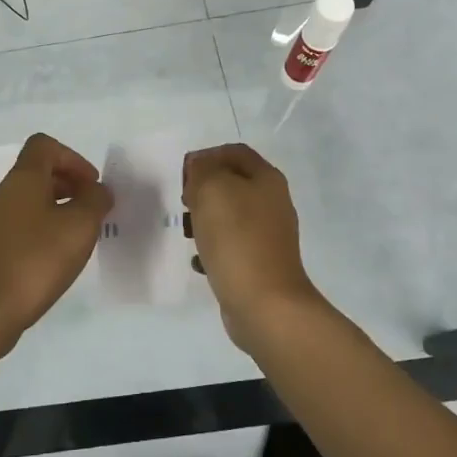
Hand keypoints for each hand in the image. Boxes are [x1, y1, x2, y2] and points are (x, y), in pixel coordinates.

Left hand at [0, 133, 112, 351]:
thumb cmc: (36, 259)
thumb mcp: (80, 226)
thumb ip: (95, 201)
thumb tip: (97, 191)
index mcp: (22, 179)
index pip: (44, 146)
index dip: (73, 158)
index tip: (91, 185)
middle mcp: (2, 194)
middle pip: (37, 173)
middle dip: (69, 185)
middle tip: (91, 211)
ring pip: (28, 202)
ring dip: (56, 210)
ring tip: (77, 238)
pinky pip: (19, 227)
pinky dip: (41, 232)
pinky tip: (55, 260)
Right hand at [183, 143, 324, 351]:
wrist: (265, 304)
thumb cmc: (236, 238)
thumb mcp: (212, 189)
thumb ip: (202, 170)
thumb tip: (200, 168)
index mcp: (266, 179)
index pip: (234, 152)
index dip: (206, 156)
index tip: (183, 176)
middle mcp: (272, 202)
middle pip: (232, 183)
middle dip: (203, 189)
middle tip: (184, 204)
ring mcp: (268, 235)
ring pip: (230, 215)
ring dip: (204, 220)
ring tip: (187, 234)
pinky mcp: (260, 263)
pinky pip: (231, 246)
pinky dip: (212, 249)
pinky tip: (199, 262)